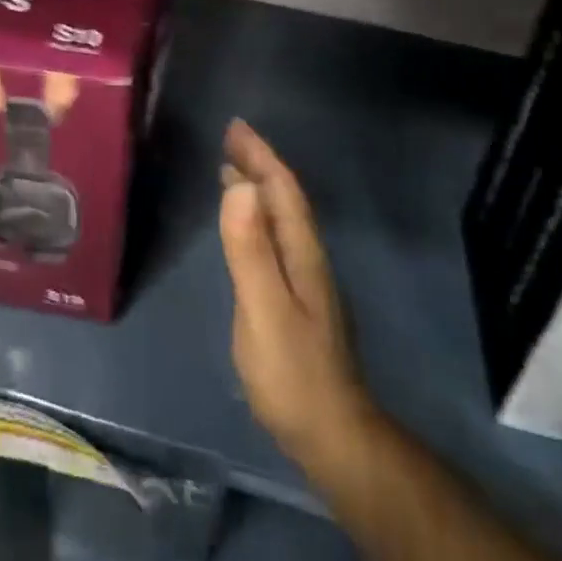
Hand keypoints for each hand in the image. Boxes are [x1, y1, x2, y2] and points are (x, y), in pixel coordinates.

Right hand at [219, 120, 373, 467]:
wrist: (330, 434)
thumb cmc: (291, 371)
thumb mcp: (264, 308)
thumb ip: (250, 249)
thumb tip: (239, 185)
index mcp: (301, 252)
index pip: (282, 191)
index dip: (260, 156)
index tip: (236, 126)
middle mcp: (307, 258)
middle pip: (284, 199)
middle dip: (259, 164)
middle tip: (231, 138)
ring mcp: (304, 280)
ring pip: (281, 219)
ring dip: (258, 188)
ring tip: (233, 169)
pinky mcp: (296, 300)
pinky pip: (274, 239)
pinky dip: (258, 217)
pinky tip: (246, 227)